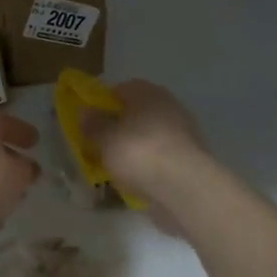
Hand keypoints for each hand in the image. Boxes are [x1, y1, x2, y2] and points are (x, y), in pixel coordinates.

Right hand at [79, 79, 209, 227]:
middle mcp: (168, 106)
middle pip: (137, 113)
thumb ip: (93, 124)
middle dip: (119, 127)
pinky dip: (149, 165)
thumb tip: (86, 112)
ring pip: (149, 136)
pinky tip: (136, 180)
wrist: (184, 187)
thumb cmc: (138, 152)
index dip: (103, 103)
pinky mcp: (190, 159)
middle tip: (100, 144)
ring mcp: (183, 133)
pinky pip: (161, 157)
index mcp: (148, 93)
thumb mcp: (105, 138)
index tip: (90, 121)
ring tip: (116, 167)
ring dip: (135, 148)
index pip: (121, 89)